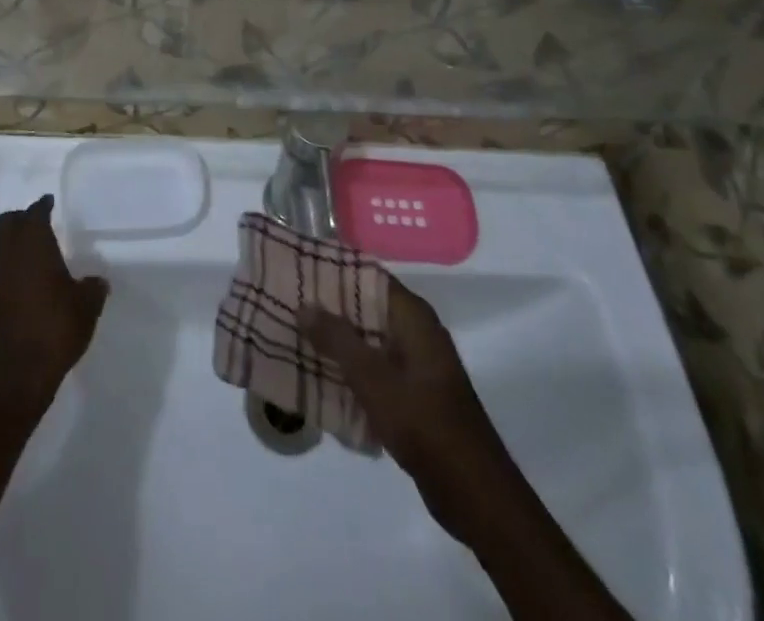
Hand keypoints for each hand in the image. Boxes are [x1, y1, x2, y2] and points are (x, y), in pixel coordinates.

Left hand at [0, 195, 108, 416]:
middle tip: (38, 221)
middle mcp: (10, 256)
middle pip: (6, 224)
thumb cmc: (57, 328)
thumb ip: (93, 287)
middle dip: (20, 218)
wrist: (20, 374)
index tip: (49, 202)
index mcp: (34, 246)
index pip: (34, 215)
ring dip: (10, 242)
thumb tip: (97, 281)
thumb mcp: (87, 306)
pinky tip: (26, 280)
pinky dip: (9, 266)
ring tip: (31, 249)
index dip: (42, 206)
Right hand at [302, 277, 500, 500]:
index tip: (300, 270)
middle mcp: (418, 332)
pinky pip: (377, 369)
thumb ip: (337, 338)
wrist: (473, 492)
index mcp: (414, 317)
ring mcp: (419, 365)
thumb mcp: (372, 377)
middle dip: (331, 309)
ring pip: (370, 341)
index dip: (335, 272)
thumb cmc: (423, 422)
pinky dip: (353, 369)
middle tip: (291, 305)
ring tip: (297, 337)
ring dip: (339, 342)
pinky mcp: (416, 395)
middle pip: (367, 308)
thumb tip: (305, 304)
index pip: (368, 277)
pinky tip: (322, 377)